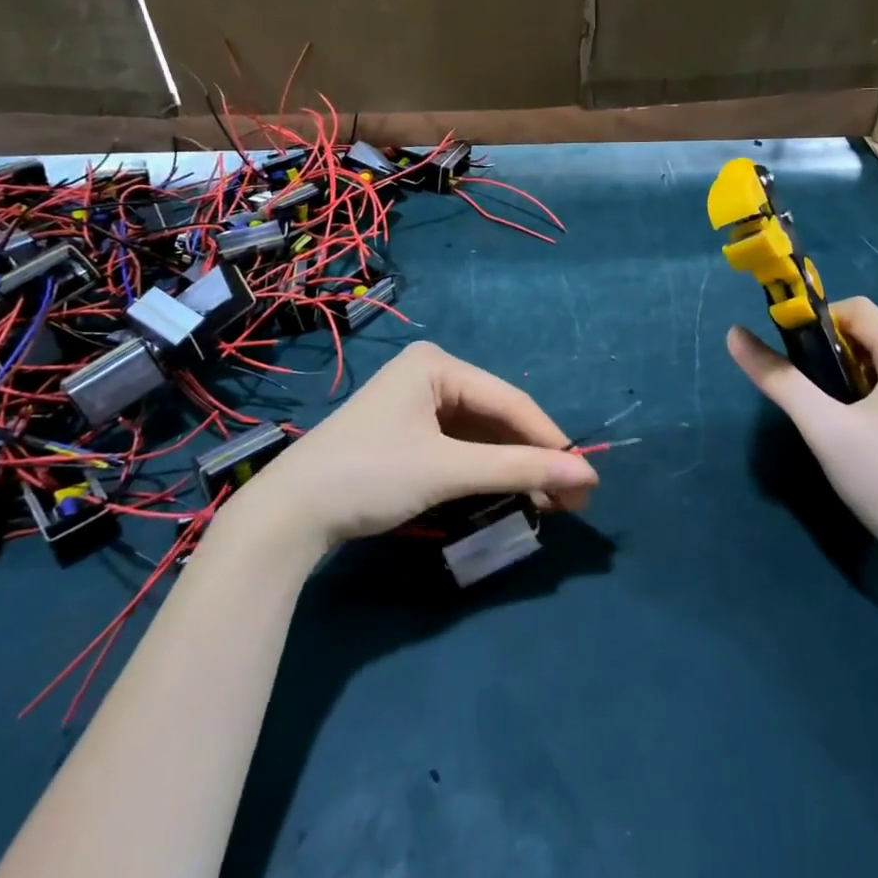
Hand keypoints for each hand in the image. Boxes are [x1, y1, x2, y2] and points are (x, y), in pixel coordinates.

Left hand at [235, 341, 598, 548]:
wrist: (290, 513)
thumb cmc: (371, 474)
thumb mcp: (447, 470)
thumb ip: (517, 469)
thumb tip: (588, 475)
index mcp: (437, 364)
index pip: (509, 400)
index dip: (550, 439)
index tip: (587, 476)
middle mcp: (430, 374)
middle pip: (496, 416)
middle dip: (532, 457)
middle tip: (573, 497)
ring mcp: (417, 405)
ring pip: (480, 435)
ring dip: (512, 467)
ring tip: (549, 501)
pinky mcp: (408, 434)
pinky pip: (459, 447)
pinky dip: (484, 471)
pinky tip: (510, 493)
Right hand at [727, 298, 877, 573]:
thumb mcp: (823, 427)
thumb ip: (778, 379)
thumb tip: (734, 334)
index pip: (855, 309)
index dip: (818, 323)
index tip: (796, 359)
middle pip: (870, 337)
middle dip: (832, 357)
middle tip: (814, 398)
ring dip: (851, 379)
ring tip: (836, 422)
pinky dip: (874, 398)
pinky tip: (865, 439)